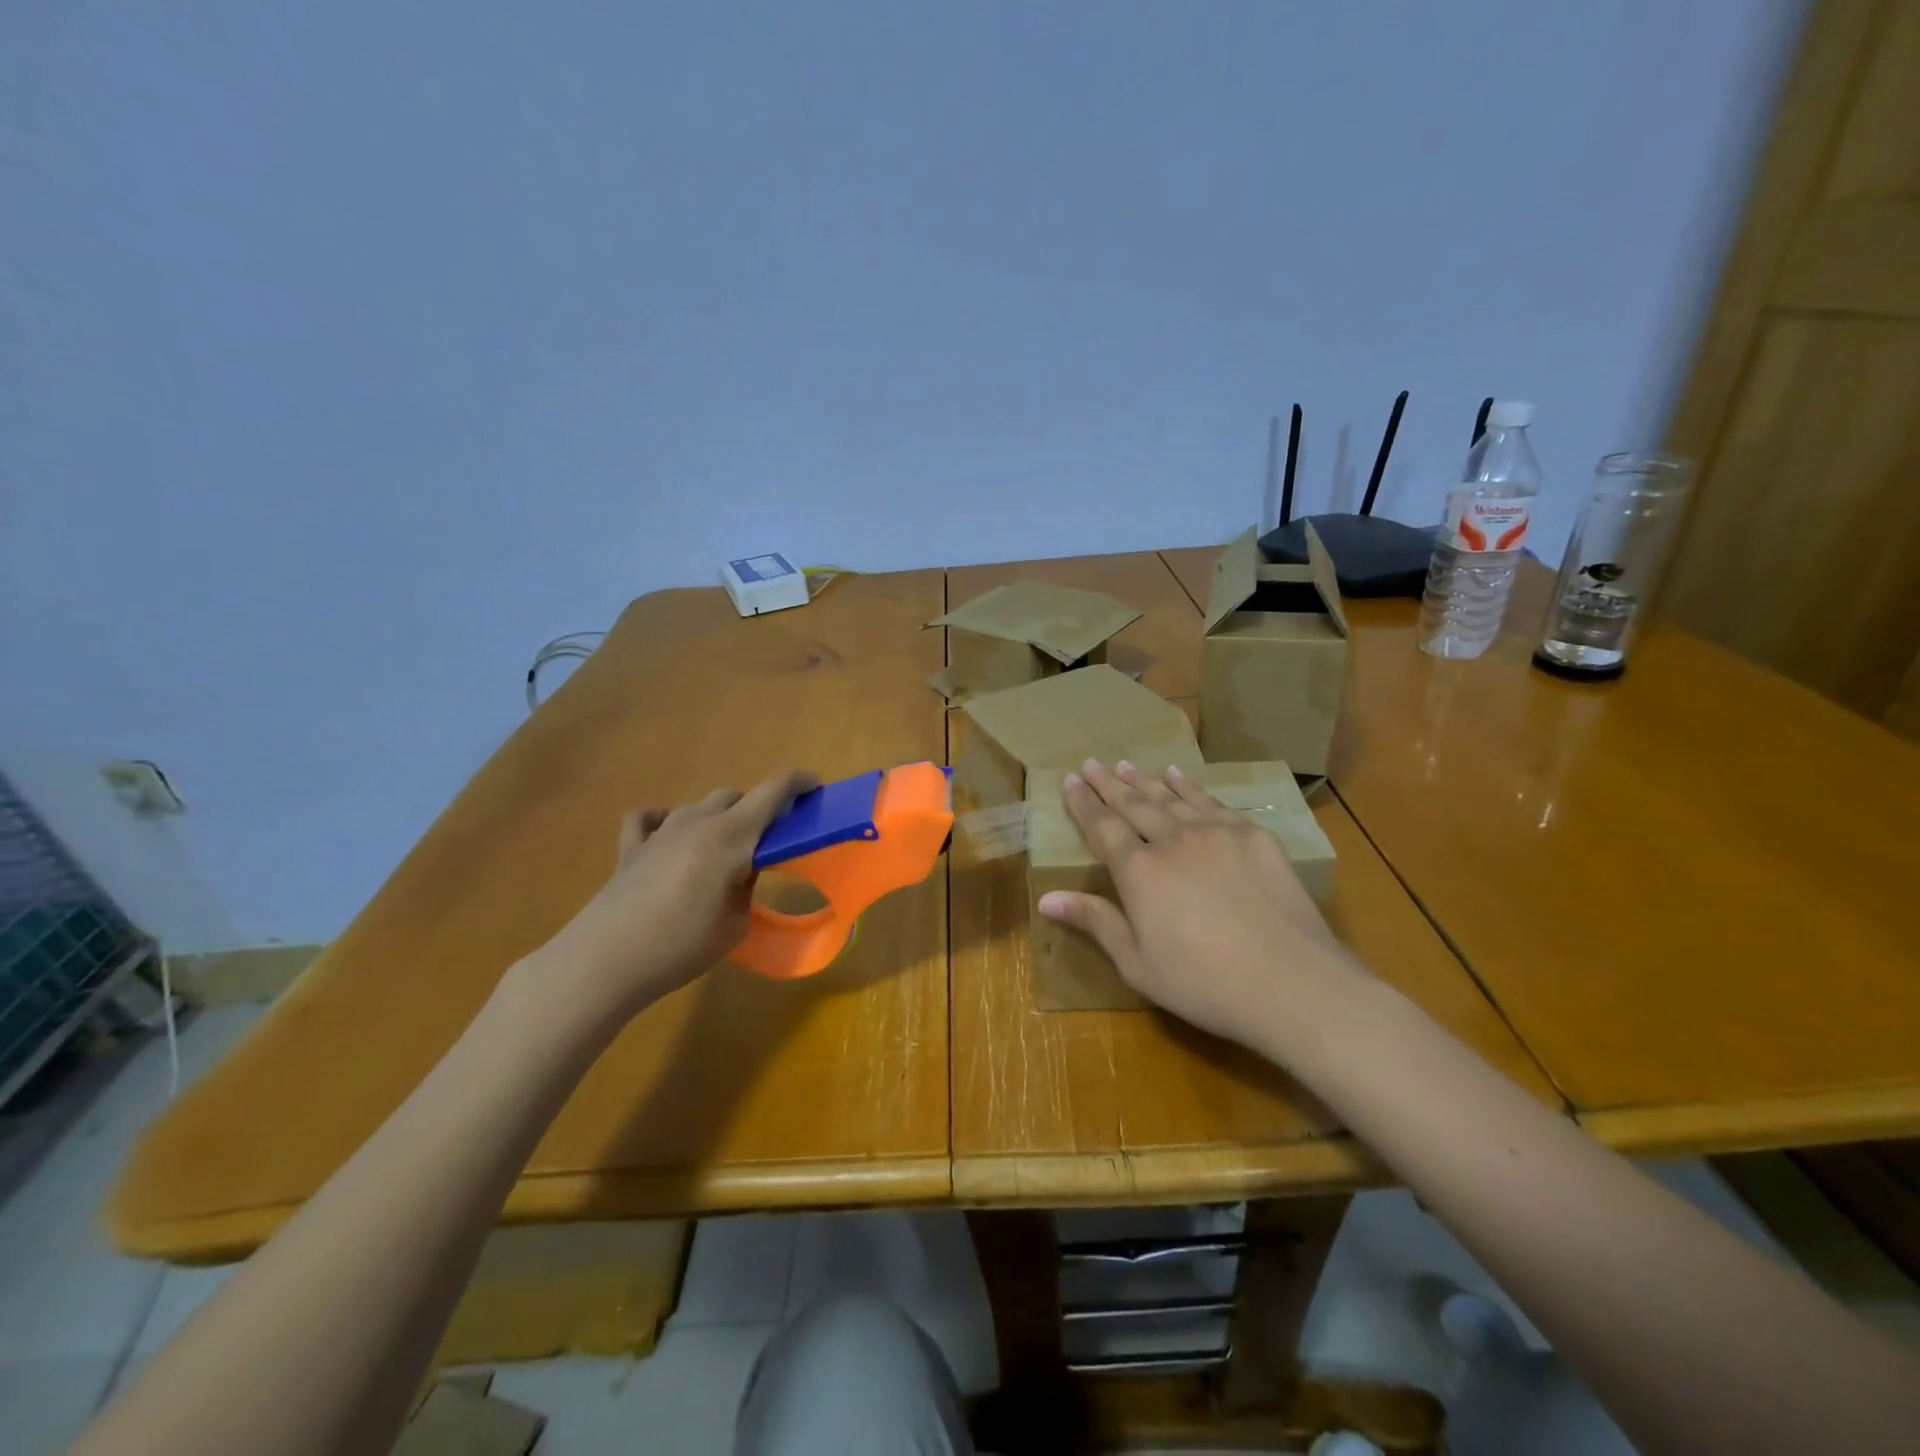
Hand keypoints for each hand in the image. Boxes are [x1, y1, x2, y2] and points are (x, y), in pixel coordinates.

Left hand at [529, 769, 818, 1023]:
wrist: (606, 961)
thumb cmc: (682, 945)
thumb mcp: (736, 922)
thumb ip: (747, 885)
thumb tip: (743, 867)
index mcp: (732, 835)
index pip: (773, 791)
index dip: (798, 782)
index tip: (816, 787)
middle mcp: (698, 822)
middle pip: (735, 795)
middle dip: (757, 808)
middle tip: (768, 838)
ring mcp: (660, 831)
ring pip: (698, 805)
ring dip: (717, 817)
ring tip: (721, 848)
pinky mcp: (630, 848)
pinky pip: (648, 818)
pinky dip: (663, 820)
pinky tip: (667, 836)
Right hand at [1037, 759, 1355, 1052]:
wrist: (1291, 983)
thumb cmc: (1204, 983)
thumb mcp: (1137, 963)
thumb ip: (1095, 922)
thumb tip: (1045, 898)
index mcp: (1138, 871)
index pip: (1101, 826)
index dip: (1083, 802)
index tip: (1071, 780)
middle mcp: (1172, 840)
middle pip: (1133, 803)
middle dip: (1109, 783)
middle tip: (1092, 762)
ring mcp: (1215, 833)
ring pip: (1170, 798)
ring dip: (1144, 780)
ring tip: (1126, 764)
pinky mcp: (1252, 836)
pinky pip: (1212, 802)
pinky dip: (1189, 786)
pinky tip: (1178, 776)